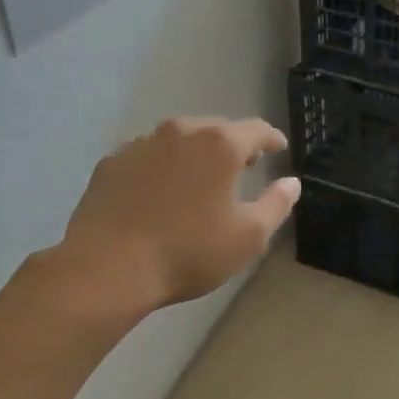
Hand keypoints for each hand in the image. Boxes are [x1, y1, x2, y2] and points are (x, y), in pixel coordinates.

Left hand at [46, 117, 299, 322]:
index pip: (256, 129)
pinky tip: (160, 193)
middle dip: (233, 145)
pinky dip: (162, 167)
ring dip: (195, 154)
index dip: (272, 138)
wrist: (107, 268)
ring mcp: (141, 144)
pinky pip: (148, 156)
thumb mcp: (248, 237)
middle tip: (243, 166)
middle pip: (216, 129)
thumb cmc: (188, 252)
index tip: (279, 148)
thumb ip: (276, 205)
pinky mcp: (111, 163)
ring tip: (200, 180)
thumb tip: (291, 183)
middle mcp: (180, 132)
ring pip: (179, 140)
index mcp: (220, 145)